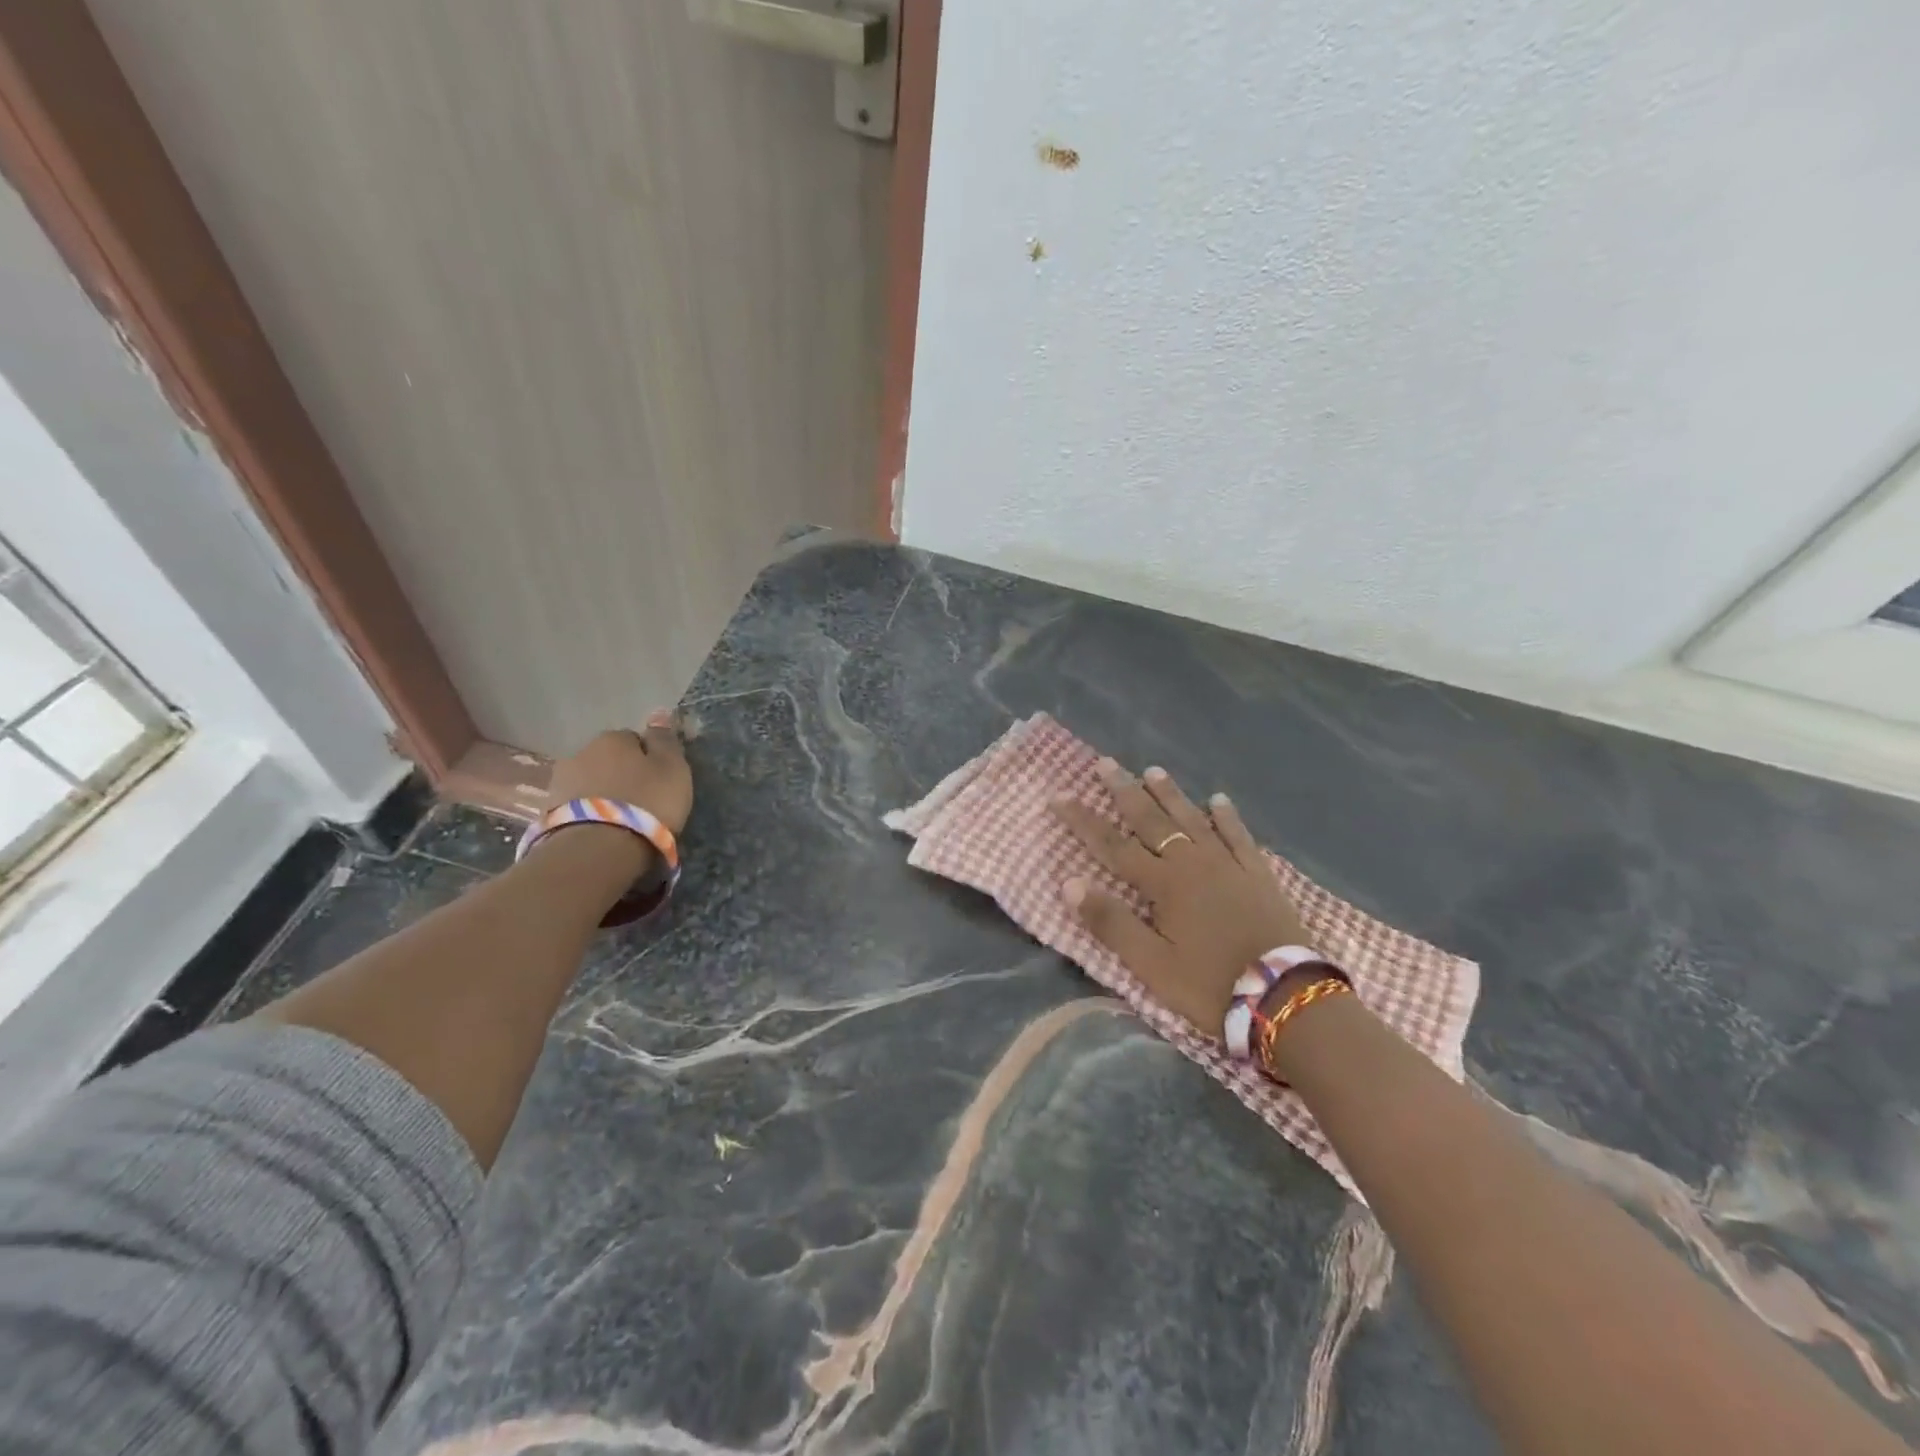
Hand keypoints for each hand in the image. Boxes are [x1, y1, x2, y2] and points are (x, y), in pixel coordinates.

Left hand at [543, 711, 693, 833]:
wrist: (596, 849)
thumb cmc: (645, 803)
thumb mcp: (672, 769)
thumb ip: (665, 740)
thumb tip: (658, 711)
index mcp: (612, 738)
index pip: (634, 739)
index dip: (649, 759)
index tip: (659, 780)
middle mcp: (581, 752)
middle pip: (609, 760)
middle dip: (622, 775)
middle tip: (641, 801)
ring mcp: (560, 782)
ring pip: (590, 782)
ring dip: (603, 794)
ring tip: (620, 819)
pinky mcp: (548, 813)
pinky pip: (577, 806)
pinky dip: (589, 813)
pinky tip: (602, 830)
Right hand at [1050, 758, 1308, 1032]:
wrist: (1286, 998)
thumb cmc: (1210, 986)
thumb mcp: (1151, 966)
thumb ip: (1111, 923)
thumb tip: (1069, 882)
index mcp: (1163, 884)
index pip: (1113, 845)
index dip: (1084, 820)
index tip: (1060, 796)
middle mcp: (1193, 863)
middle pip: (1152, 821)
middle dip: (1125, 791)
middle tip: (1105, 763)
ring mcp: (1229, 865)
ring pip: (1193, 819)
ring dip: (1170, 794)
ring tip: (1153, 771)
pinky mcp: (1259, 875)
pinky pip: (1239, 835)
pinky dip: (1226, 817)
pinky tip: (1218, 800)